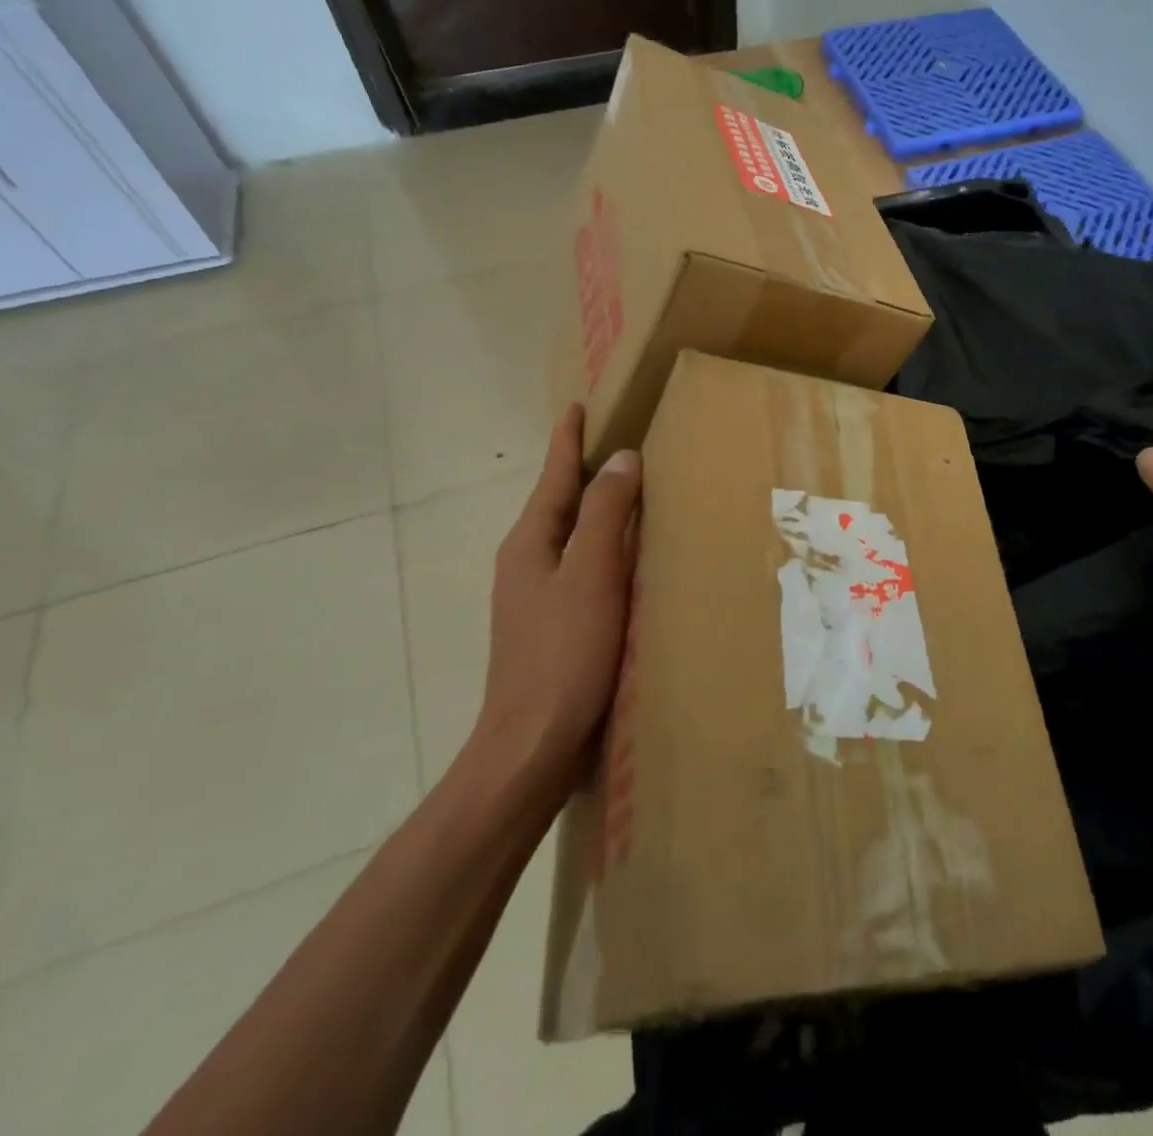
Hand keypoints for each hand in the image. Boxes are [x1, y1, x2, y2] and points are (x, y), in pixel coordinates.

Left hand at [473, 405, 641, 791]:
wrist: (532, 747)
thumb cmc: (564, 654)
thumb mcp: (590, 575)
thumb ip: (604, 513)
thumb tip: (621, 458)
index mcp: (530, 543)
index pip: (554, 477)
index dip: (569, 440)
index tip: (580, 405)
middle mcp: (526, 564)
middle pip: (558, 504)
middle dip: (581, 471)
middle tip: (615, 442)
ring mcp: (534, 599)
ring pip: (569, 538)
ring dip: (593, 511)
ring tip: (626, 493)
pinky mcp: (551, 628)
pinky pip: (579, 570)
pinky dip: (600, 550)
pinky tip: (623, 561)